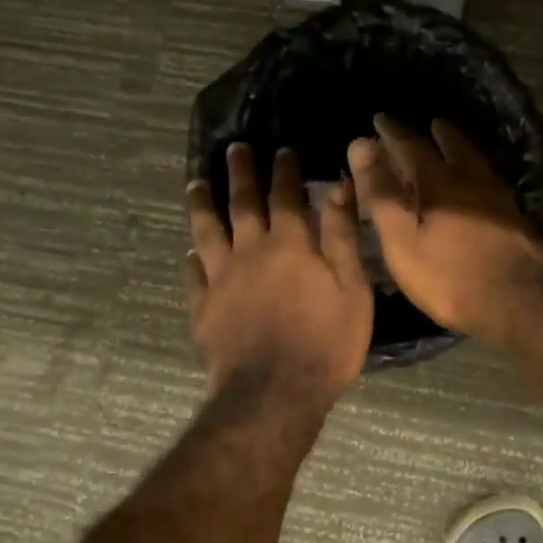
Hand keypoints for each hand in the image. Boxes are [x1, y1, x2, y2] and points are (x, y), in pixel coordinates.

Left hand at [186, 143, 372, 395]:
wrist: (275, 393)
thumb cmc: (326, 342)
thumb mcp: (352, 288)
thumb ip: (341, 236)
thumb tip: (337, 187)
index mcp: (289, 244)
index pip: (286, 196)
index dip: (285, 171)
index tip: (282, 149)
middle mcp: (249, 252)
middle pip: (241, 204)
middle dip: (240, 173)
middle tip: (234, 149)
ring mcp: (221, 280)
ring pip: (207, 232)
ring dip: (202, 204)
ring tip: (195, 183)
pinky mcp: (204, 309)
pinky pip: (194, 276)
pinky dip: (192, 260)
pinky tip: (190, 254)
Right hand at [347, 115, 542, 343]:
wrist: (521, 303)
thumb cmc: (451, 278)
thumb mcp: (403, 242)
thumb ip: (382, 194)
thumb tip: (361, 145)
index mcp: (440, 182)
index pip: (412, 146)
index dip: (393, 132)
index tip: (380, 119)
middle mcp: (473, 180)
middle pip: (454, 145)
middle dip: (436, 133)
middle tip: (427, 125)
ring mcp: (500, 198)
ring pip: (476, 161)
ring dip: (460, 148)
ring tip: (451, 144)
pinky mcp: (516, 217)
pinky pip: (490, 181)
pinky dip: (476, 172)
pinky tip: (478, 184)